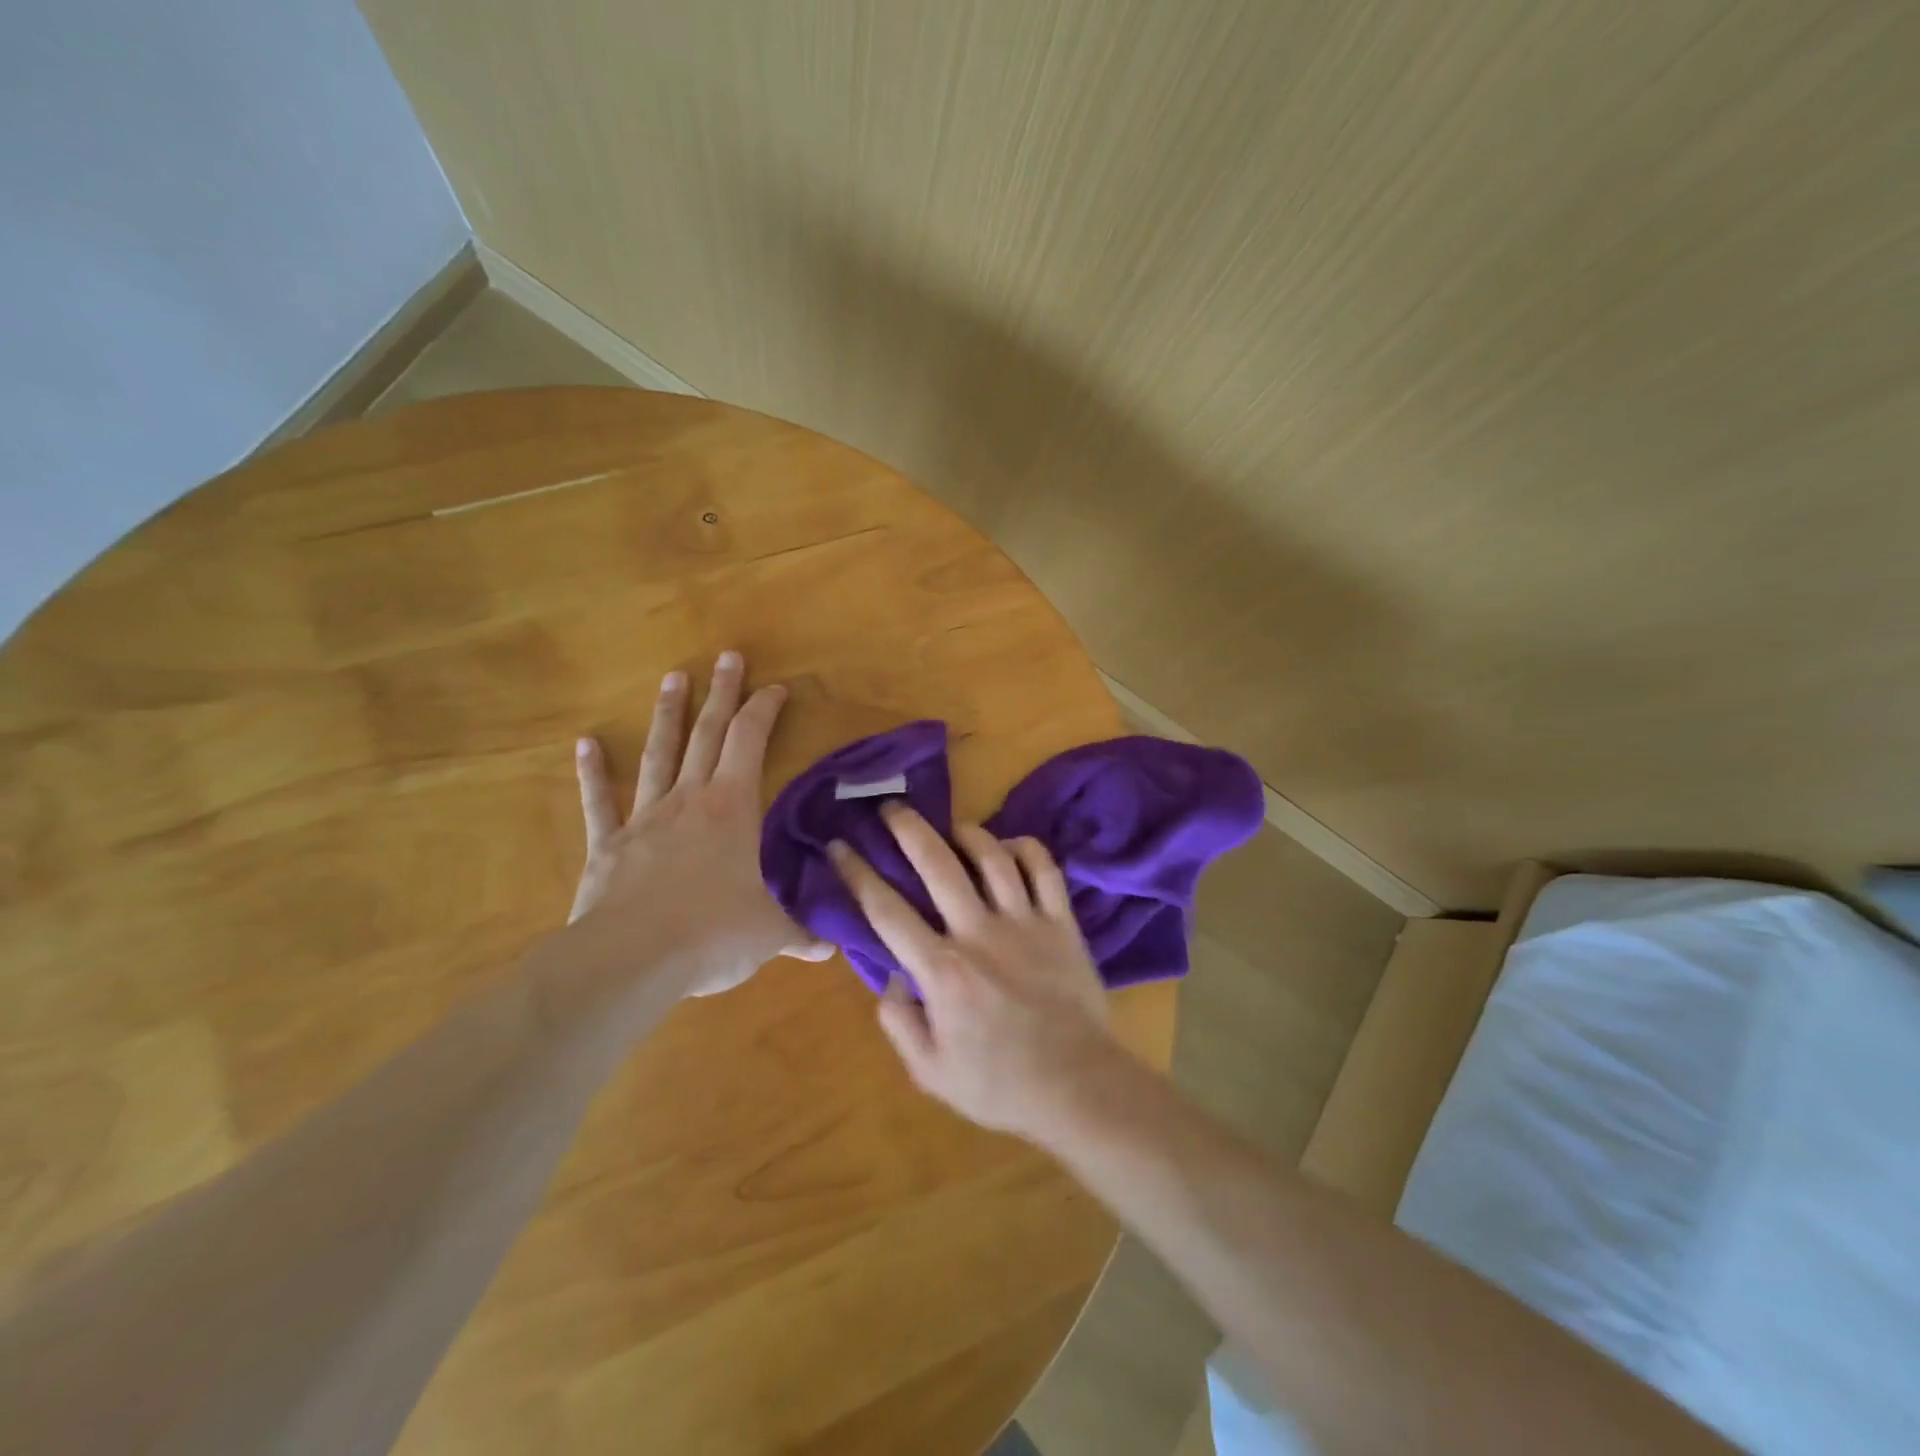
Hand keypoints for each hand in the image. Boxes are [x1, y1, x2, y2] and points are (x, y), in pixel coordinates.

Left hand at [569, 651, 831, 995]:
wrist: (631, 959)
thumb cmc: (713, 933)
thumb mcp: (769, 933)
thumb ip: (800, 932)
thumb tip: (831, 946)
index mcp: (732, 808)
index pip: (751, 742)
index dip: (764, 710)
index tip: (776, 687)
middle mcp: (689, 801)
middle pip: (707, 734)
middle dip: (721, 693)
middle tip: (727, 656)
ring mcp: (644, 819)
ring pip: (658, 755)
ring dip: (668, 715)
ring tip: (672, 677)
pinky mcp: (608, 846)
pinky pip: (599, 803)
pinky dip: (592, 774)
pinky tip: (586, 744)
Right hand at [828, 804, 1128, 1137]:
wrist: (1078, 1086)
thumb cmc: (999, 1084)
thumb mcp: (930, 1072)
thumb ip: (899, 1021)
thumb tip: (891, 977)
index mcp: (942, 970)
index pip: (886, 910)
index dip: (857, 874)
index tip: (839, 847)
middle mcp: (979, 933)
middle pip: (937, 865)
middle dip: (908, 829)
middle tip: (891, 808)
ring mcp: (1024, 922)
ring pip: (992, 857)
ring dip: (967, 833)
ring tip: (951, 826)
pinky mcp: (1061, 923)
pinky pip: (1045, 870)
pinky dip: (1026, 849)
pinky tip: (1010, 846)